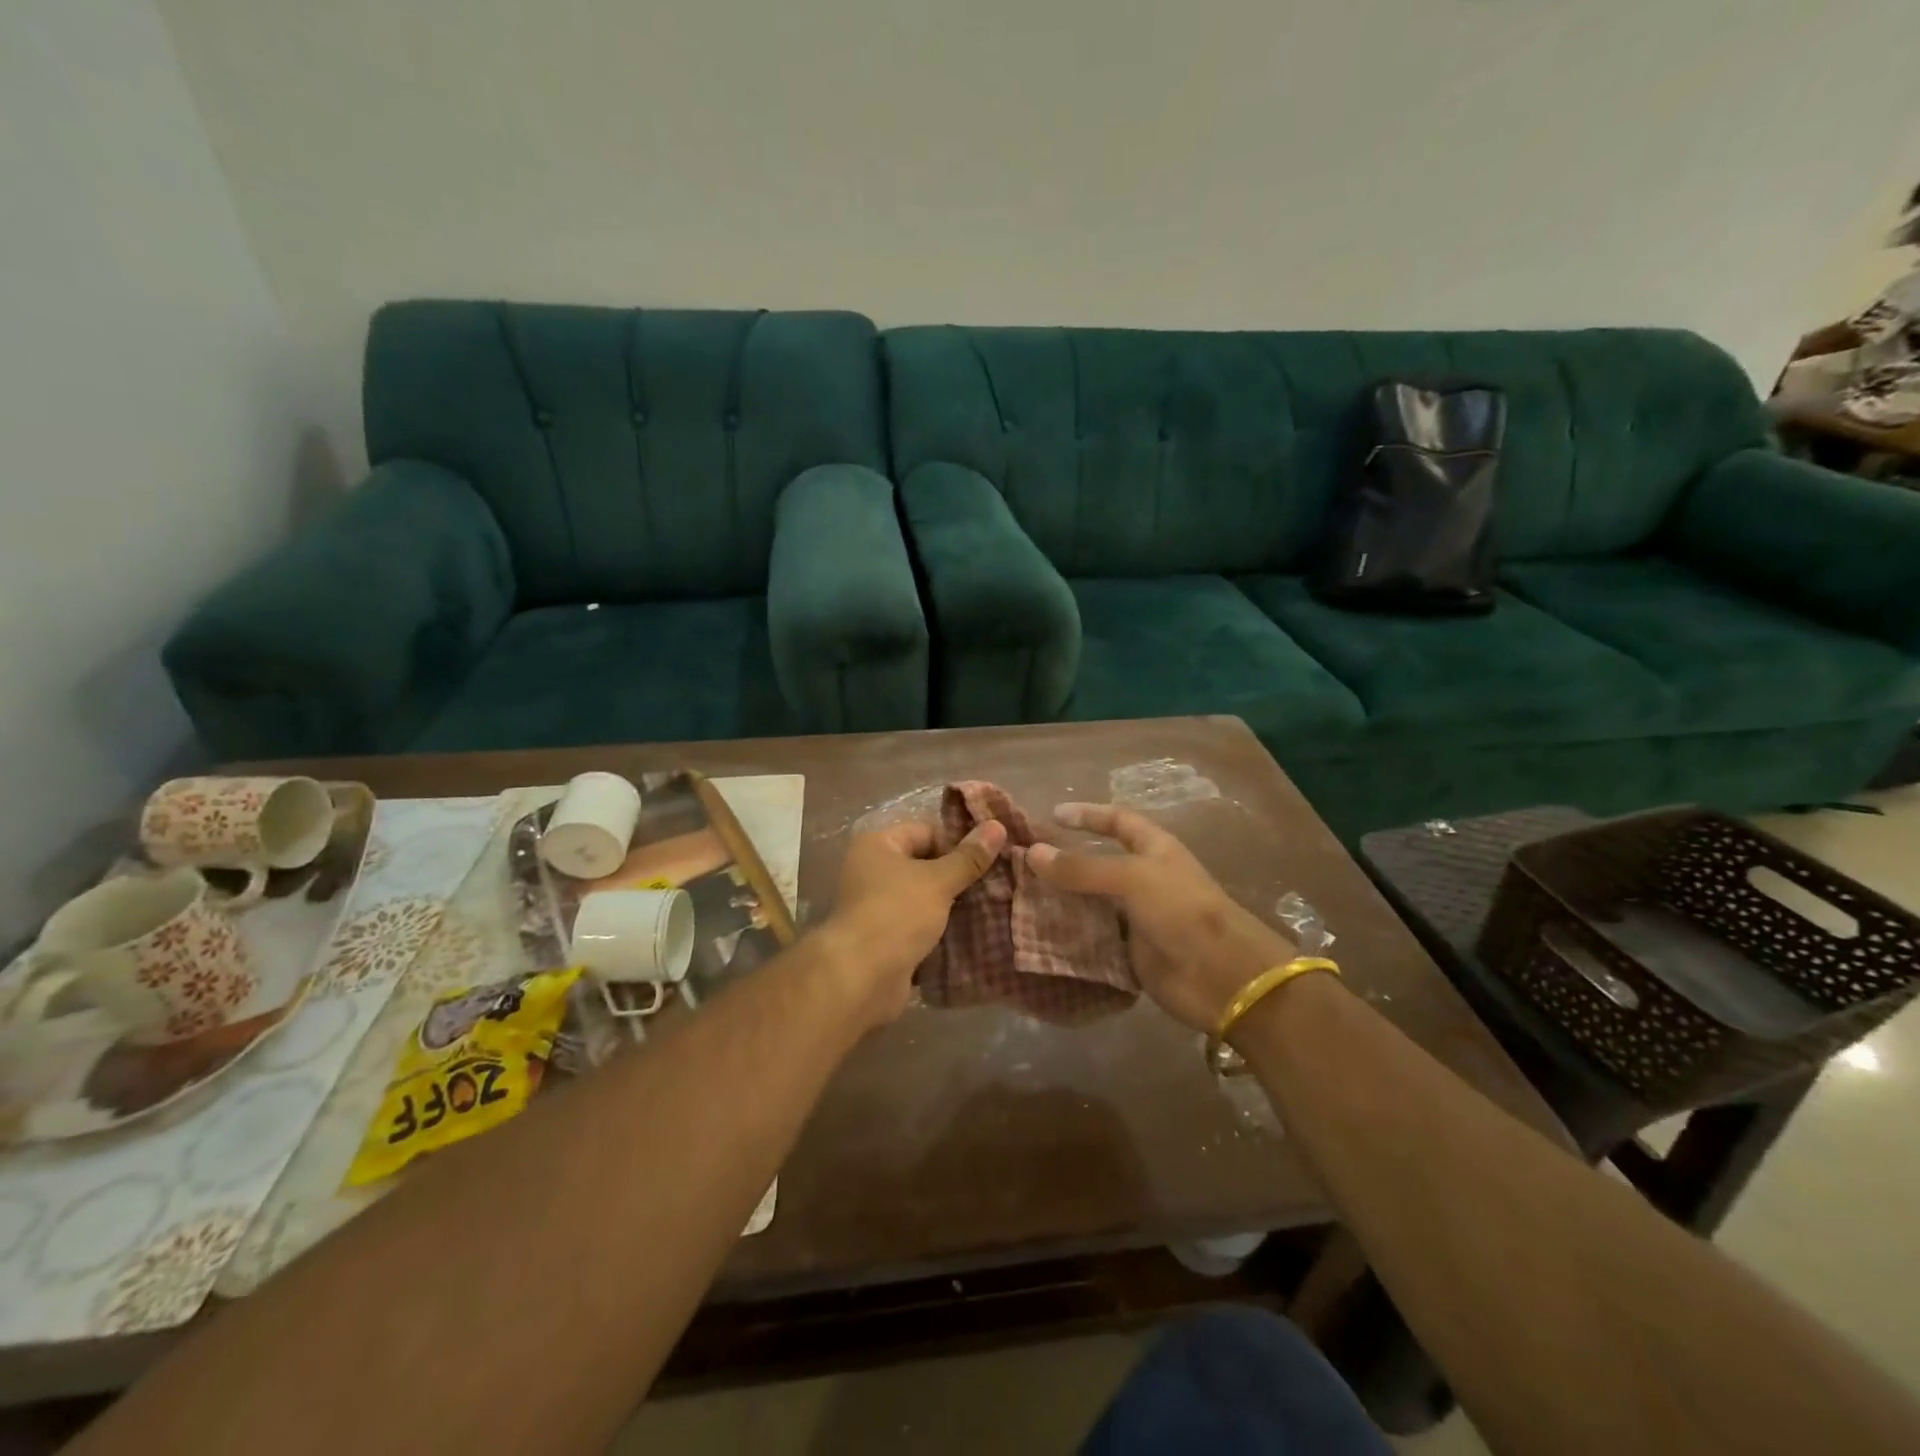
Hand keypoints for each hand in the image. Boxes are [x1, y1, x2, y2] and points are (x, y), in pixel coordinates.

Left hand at [820, 819, 1006, 1025]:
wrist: (862, 977)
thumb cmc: (897, 913)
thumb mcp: (938, 881)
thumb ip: (969, 857)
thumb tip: (998, 826)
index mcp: (877, 845)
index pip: (926, 832)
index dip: (958, 843)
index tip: (990, 857)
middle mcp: (872, 870)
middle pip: (925, 865)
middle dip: (958, 876)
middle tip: (997, 882)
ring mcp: (877, 906)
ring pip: (924, 898)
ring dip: (951, 905)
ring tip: (991, 906)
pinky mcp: (885, 938)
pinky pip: (919, 926)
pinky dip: (940, 929)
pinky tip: (972, 933)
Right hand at [1026, 804, 1297, 1032]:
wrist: (1221, 976)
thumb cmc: (1181, 910)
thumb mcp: (1131, 878)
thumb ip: (1081, 867)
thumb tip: (1032, 852)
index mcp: (1154, 849)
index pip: (1117, 821)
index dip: (1087, 815)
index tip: (1052, 815)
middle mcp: (1144, 879)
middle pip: (1097, 863)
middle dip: (1064, 862)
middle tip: (1022, 863)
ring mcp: (1137, 916)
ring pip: (1091, 903)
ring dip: (1062, 902)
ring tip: (1020, 898)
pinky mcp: (1130, 951)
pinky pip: (1093, 938)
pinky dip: (1069, 936)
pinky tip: (1038, 935)